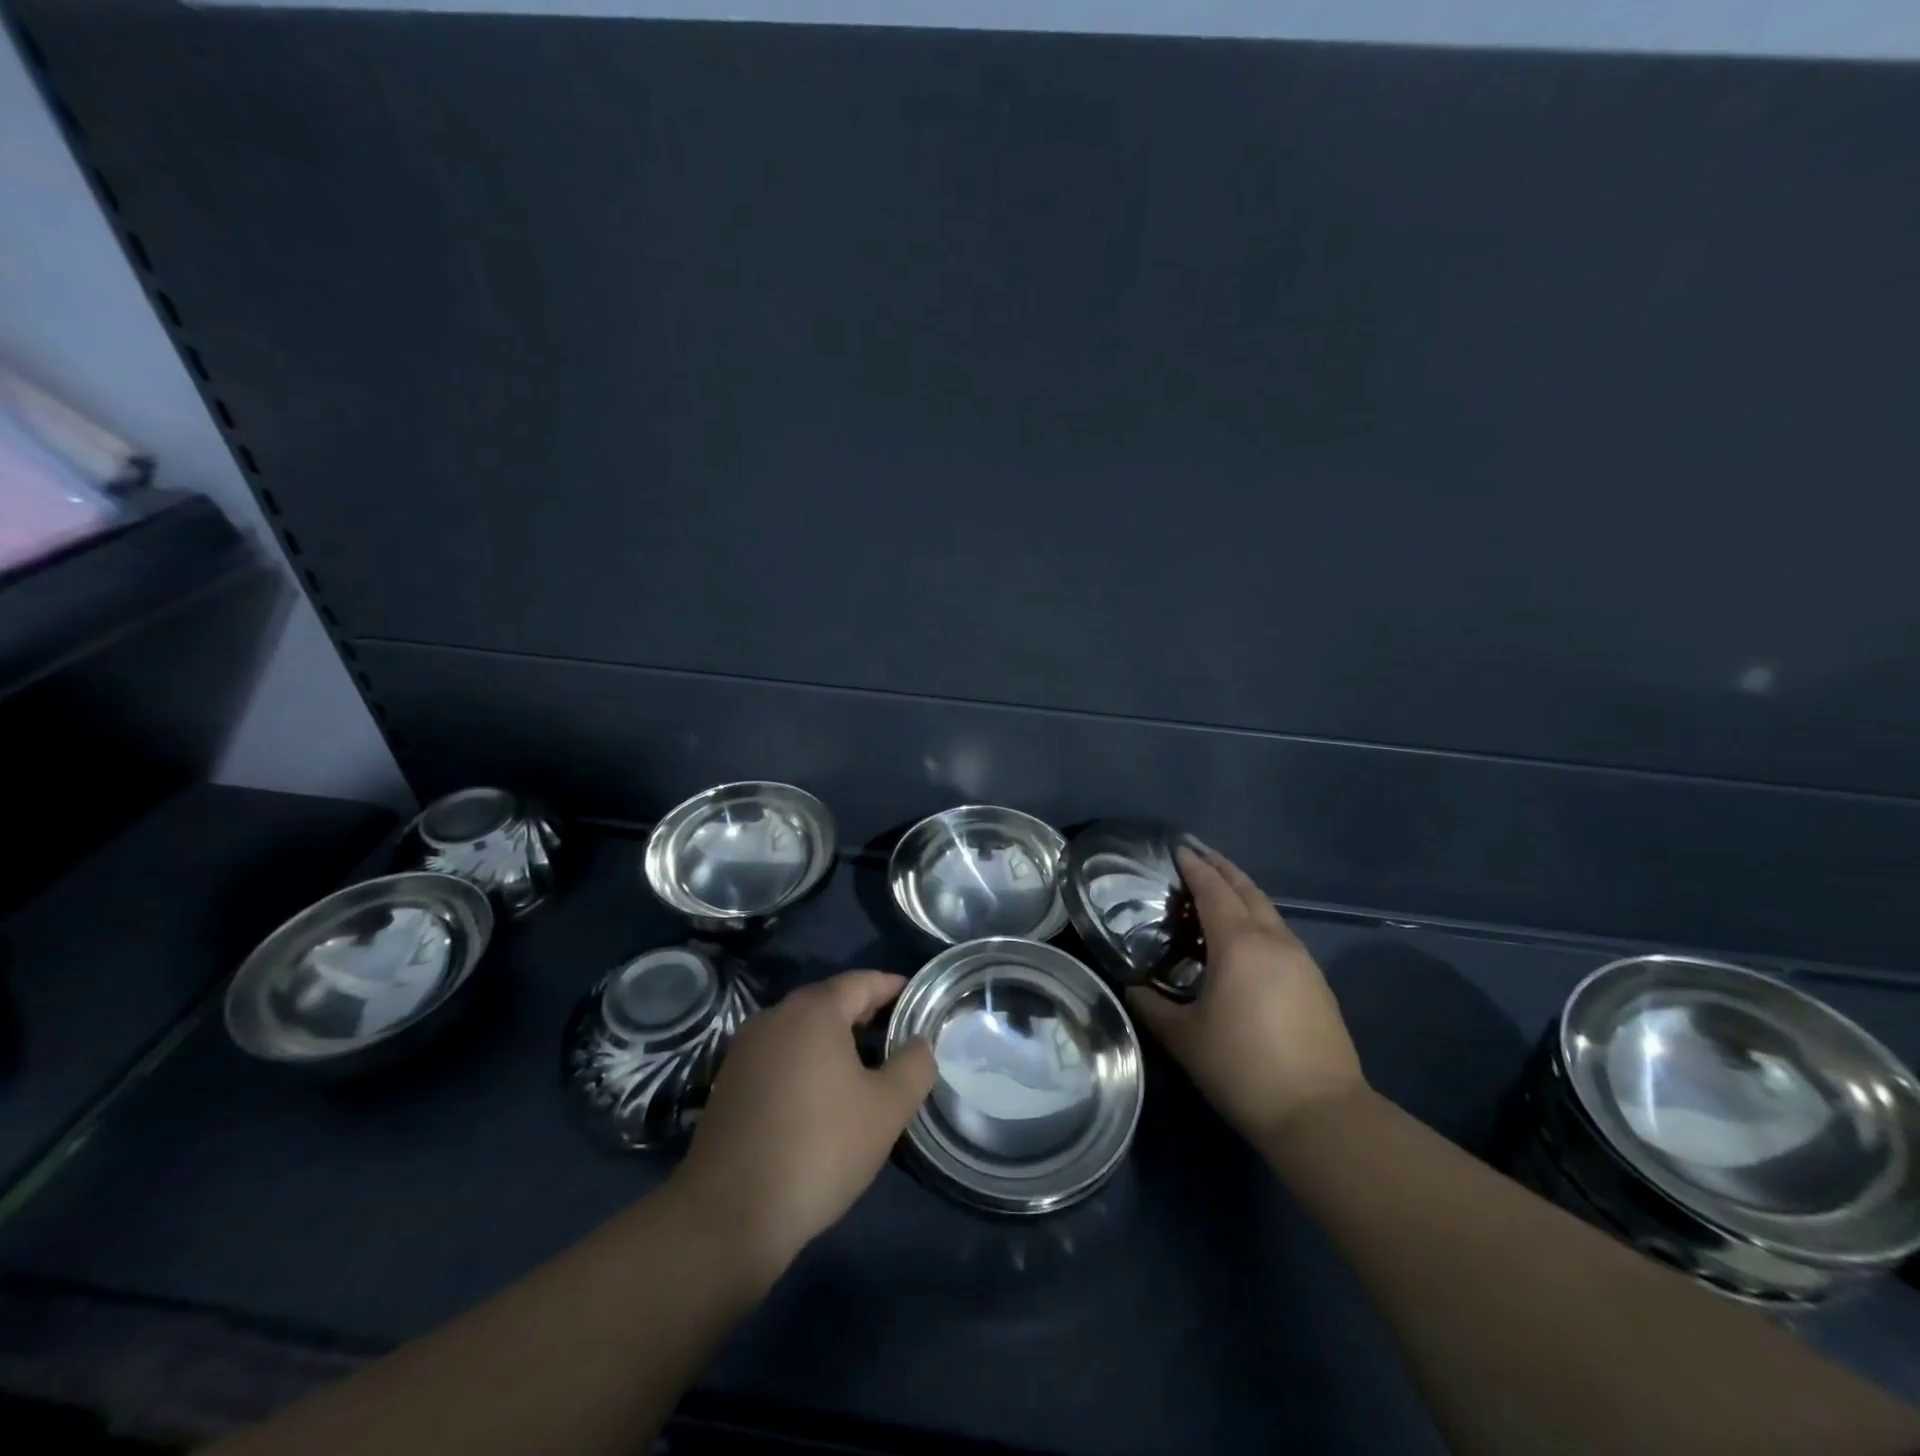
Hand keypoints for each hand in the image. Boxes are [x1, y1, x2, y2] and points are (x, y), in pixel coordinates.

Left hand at [671, 970, 935, 1279]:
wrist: (729, 1215)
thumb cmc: (819, 1149)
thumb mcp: (887, 1109)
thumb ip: (914, 1066)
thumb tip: (919, 1043)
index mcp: (814, 1011)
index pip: (861, 982)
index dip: (892, 986)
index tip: (916, 997)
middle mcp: (775, 1017)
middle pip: (828, 1001)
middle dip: (864, 1011)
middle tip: (896, 1031)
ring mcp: (746, 1049)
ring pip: (801, 1029)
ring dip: (834, 1038)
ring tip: (865, 1063)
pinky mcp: (729, 1082)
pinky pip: (779, 1055)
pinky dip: (806, 1060)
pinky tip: (821, 1093)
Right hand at [1127, 848, 1365, 1147]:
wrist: (1320, 1114)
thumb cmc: (1242, 1068)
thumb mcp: (1183, 1038)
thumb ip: (1152, 1006)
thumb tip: (1132, 988)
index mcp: (1239, 944)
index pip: (1213, 890)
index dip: (1195, 867)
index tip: (1178, 849)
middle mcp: (1273, 940)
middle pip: (1247, 890)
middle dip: (1222, 868)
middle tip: (1198, 856)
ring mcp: (1301, 960)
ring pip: (1268, 911)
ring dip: (1243, 893)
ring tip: (1219, 893)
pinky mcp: (1316, 982)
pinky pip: (1281, 933)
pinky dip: (1258, 920)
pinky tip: (1246, 939)